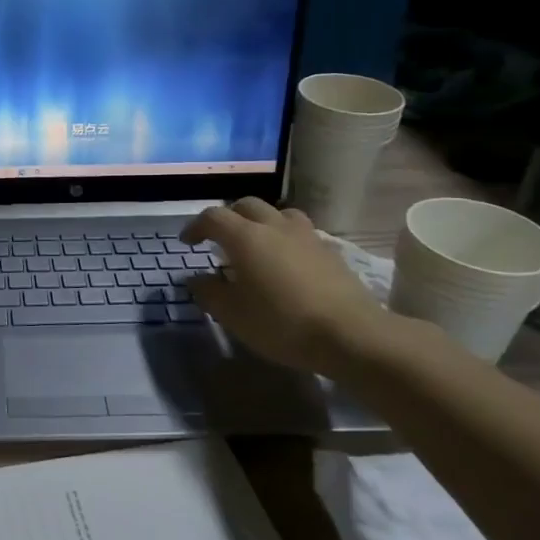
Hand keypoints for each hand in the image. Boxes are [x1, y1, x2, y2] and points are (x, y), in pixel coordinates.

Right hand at [181, 199, 389, 376]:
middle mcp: (274, 226)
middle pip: (245, 205)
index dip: (196, 226)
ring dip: (260, 221)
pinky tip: (286, 261)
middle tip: (220, 239)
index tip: (188, 242)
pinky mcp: (329, 250)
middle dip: (228, 217)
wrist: (350, 334)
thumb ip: (209, 293)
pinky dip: (285, 237)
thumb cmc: (282, 323)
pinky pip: (299, 231)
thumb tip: (196, 279)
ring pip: (277, 213)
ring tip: (256, 243)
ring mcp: (306, 235)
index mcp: (245, 237)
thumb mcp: (233, 315)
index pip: (213, 217)